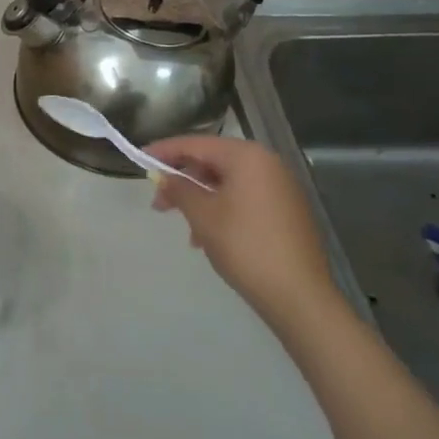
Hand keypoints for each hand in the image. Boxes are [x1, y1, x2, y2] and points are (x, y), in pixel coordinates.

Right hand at [143, 134, 339, 320]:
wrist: (298, 295)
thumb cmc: (244, 246)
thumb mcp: (202, 215)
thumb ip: (179, 189)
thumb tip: (164, 177)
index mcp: (248, 157)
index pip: (197, 144)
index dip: (165, 151)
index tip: (139, 159)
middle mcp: (268, 164)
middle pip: (214, 162)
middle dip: (183, 181)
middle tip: (158, 202)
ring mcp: (281, 188)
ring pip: (228, 183)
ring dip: (201, 200)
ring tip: (185, 229)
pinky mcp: (287, 212)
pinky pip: (245, 199)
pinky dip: (222, 210)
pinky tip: (208, 238)